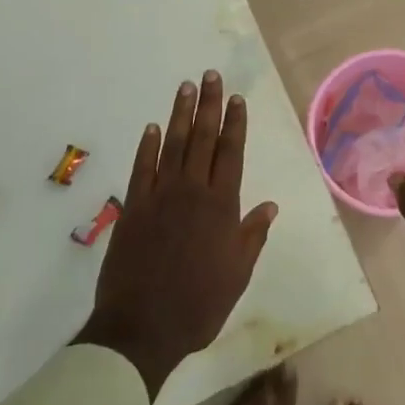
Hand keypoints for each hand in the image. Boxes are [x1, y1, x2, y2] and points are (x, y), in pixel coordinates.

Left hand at [75, 71, 277, 399]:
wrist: (141, 328)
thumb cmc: (198, 304)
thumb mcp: (237, 274)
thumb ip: (252, 235)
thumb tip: (270, 204)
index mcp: (221, 206)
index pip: (231, 153)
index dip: (235, 123)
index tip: (237, 98)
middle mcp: (192, 191)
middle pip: (203, 139)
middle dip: (209, 105)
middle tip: (210, 76)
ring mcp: (160, 196)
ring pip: (173, 145)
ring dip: (180, 114)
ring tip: (185, 87)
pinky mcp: (134, 207)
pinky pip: (142, 168)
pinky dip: (147, 145)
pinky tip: (152, 127)